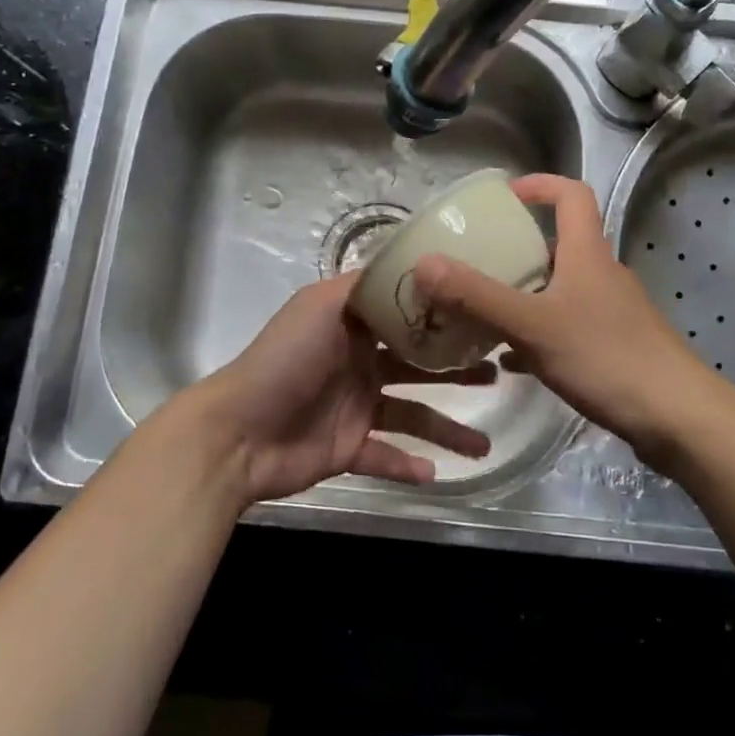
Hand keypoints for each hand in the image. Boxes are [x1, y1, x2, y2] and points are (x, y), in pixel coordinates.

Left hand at [187, 275, 493, 504]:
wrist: (238, 432)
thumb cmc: (284, 360)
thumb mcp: (321, 305)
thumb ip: (362, 285)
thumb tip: (404, 260)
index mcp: (353, 328)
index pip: (406, 319)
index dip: (442, 318)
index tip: (482, 315)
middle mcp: (359, 364)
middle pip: (418, 367)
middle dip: (456, 371)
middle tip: (496, 374)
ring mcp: (355, 409)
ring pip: (412, 416)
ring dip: (446, 430)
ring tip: (483, 446)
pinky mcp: (348, 449)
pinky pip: (385, 457)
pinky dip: (409, 467)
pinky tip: (437, 475)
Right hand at [412, 174, 726, 466]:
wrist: (677, 417)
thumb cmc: (606, 357)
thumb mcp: (532, 325)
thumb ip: (477, 296)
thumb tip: (424, 262)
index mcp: (587, 253)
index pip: (571, 195)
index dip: (539, 185)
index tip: (503, 196)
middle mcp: (602, 273)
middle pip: (560, 243)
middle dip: (518, 247)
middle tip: (477, 261)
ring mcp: (612, 311)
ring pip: (561, 288)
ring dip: (525, 292)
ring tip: (483, 311)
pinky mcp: (615, 344)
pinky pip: (568, 326)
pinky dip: (538, 332)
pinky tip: (511, 360)